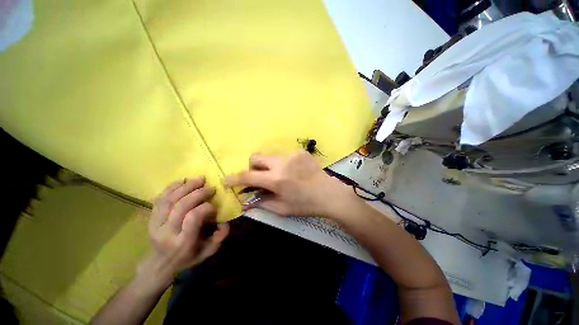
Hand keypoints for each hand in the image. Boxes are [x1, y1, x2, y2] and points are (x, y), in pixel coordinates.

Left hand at [138, 177, 228, 288]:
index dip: (205, 207)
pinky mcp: (151, 218)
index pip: (193, 218)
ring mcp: (156, 224)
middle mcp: (167, 232)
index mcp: (183, 242)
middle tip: (210, 187)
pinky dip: (171, 187)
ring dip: (186, 187)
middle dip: (197, 193)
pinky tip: (183, 180)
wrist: (161, 263)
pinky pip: (160, 199)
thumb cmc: (188, 256)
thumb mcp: (208, 252)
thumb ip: (219, 238)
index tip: (213, 205)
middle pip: (181, 206)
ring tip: (199, 179)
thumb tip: (224, 222)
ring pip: (170, 200)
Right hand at [224, 151, 350, 216]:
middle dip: (253, 167)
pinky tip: (293, 172)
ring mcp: (292, 154)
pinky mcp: (300, 151)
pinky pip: (284, 155)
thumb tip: (247, 200)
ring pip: (270, 156)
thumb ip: (262, 202)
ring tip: (281, 176)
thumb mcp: (282, 209)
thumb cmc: (306, 204)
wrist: (329, 194)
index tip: (226, 180)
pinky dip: (283, 164)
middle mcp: (282, 163)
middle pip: (256, 157)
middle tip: (260, 177)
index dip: (234, 178)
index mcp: (276, 179)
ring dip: (269, 166)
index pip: (248, 175)